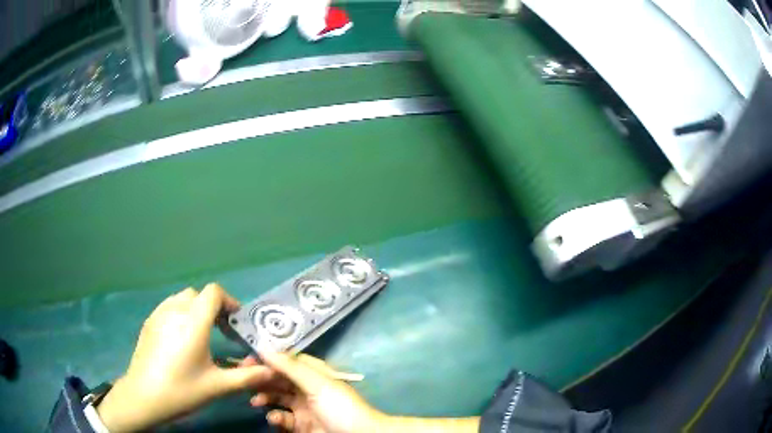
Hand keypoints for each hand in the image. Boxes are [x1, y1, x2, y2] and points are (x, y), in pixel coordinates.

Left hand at [97, 283, 274, 431]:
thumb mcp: (218, 386)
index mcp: (193, 322)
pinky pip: (168, 307)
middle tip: (221, 331)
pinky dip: (180, 313)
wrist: (144, 395)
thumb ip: (248, 376)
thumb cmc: (182, 390)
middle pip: (198, 294)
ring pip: (181, 298)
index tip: (236, 323)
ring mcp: (158, 314)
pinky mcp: (149, 322)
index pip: (213, 292)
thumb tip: (273, 370)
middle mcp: (175, 310)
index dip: (228, 302)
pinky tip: (180, 339)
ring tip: (201, 334)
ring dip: (195, 309)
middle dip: (213, 307)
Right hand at [249, 352, 384, 432]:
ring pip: (278, 398)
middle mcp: (307, 388)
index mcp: (315, 374)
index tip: (248, 358)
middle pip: (280, 379)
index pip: (287, 361)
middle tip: (243, 378)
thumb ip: (291, 367)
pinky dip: (275, 417)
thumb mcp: (318, 383)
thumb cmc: (340, 407)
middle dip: (262, 378)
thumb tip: (264, 347)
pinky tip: (274, 418)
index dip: (269, 358)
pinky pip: (283, 418)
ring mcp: (304, 408)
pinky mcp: (301, 426)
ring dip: (265, 397)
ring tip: (255, 400)